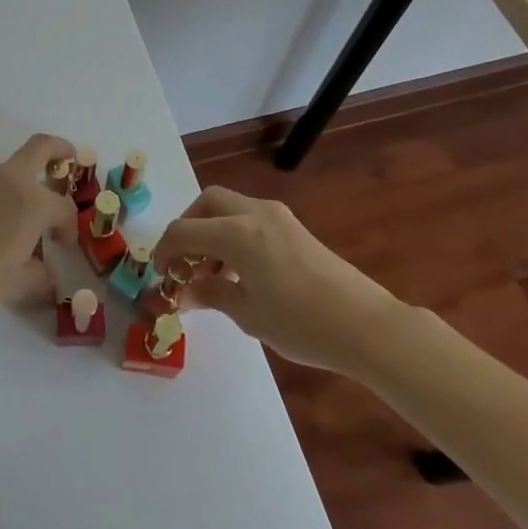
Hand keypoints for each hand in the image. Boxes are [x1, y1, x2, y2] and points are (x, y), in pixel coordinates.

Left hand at [0, 134, 77, 327]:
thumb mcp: (16, 284)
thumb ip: (38, 274)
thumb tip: (44, 272)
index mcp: (30, 202)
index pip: (62, 206)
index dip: (69, 225)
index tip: (63, 244)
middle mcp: (6, 181)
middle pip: (40, 147)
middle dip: (59, 150)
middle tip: (68, 162)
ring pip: (10, 171)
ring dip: (23, 184)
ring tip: (19, 223)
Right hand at [152, 185, 407, 373]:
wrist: (367, 326)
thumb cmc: (302, 323)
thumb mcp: (248, 314)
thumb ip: (211, 294)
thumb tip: (184, 291)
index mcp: (236, 233)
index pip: (184, 230)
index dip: (164, 250)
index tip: (160, 273)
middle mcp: (254, 214)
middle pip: (207, 202)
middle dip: (188, 226)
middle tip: (184, 261)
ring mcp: (278, 217)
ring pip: (230, 208)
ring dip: (212, 231)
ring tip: (212, 273)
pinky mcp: (294, 228)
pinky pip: (251, 219)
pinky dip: (234, 235)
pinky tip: (241, 272)